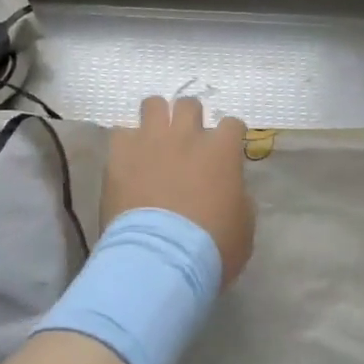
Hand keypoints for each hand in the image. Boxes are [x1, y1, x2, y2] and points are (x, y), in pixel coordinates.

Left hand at [103, 97, 253, 288]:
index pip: (232, 124)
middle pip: (189, 105)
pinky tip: (127, 159)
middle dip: (189, 119)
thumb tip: (231, 190)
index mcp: (221, 150)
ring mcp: (151, 140)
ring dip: (155, 119)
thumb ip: (239, 197)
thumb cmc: (211, 248)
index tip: (225, 150)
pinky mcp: (120, 153)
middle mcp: (187, 134)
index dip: (229, 136)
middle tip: (186, 142)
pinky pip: (121, 132)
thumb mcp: (243, 226)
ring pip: (152, 104)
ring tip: (153, 139)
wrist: (161, 258)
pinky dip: (126, 143)